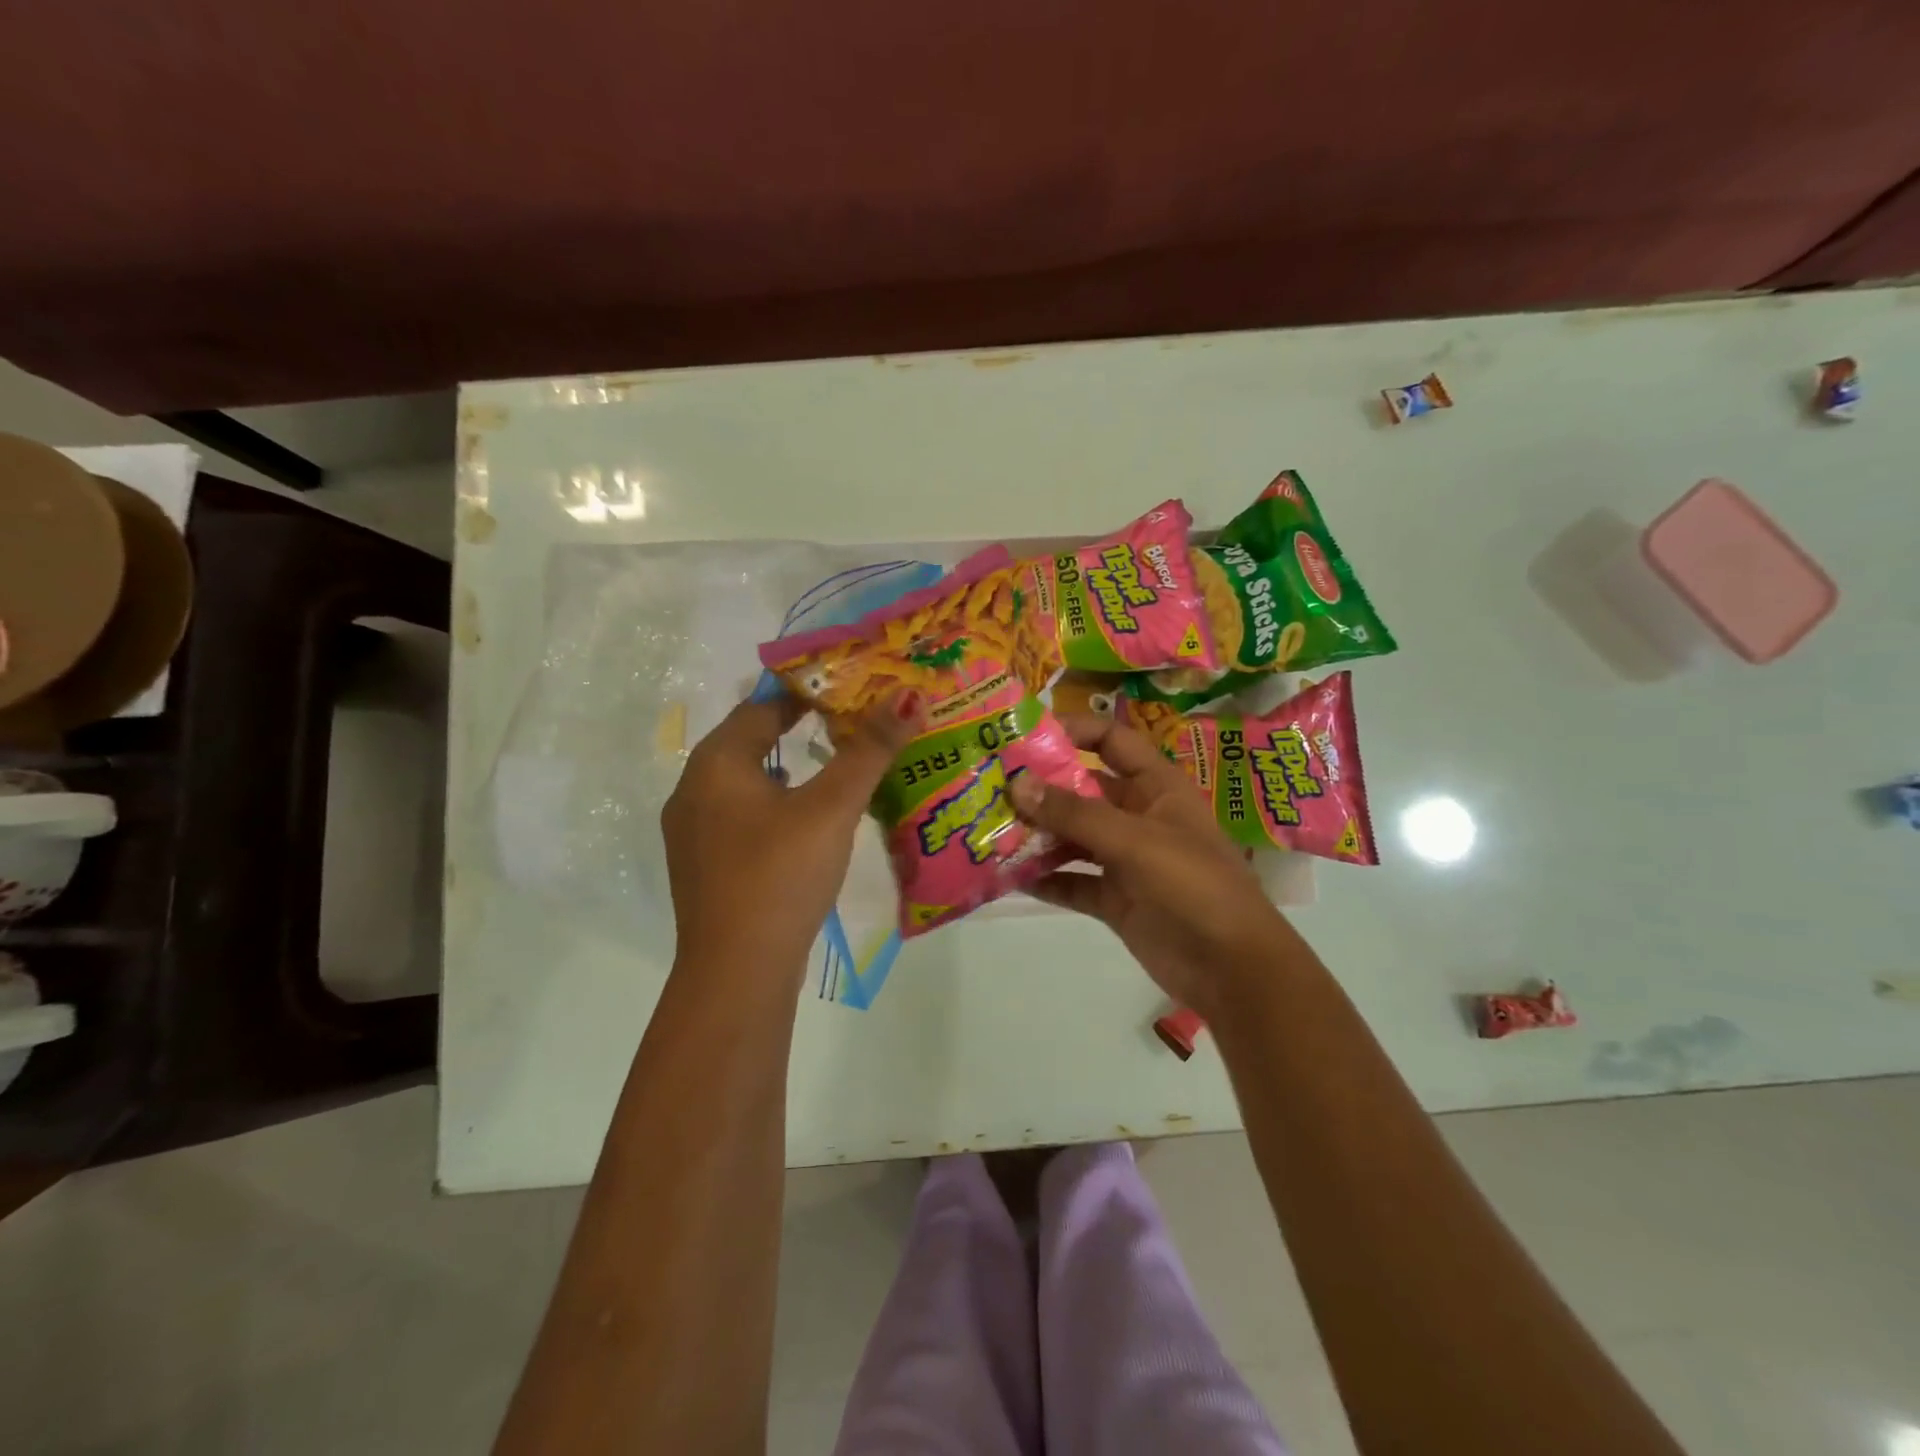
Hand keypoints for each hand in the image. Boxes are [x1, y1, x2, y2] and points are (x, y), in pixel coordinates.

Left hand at [663, 692, 919, 982]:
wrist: (736, 973)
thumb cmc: (780, 874)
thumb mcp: (831, 808)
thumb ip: (869, 751)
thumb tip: (909, 695)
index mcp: (715, 763)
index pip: (762, 706)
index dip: (807, 692)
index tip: (850, 687)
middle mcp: (694, 789)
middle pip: (751, 741)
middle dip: (800, 728)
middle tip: (852, 722)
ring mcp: (693, 832)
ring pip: (748, 782)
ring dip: (789, 769)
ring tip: (837, 766)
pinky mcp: (706, 867)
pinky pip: (744, 816)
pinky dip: (777, 804)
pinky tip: (807, 822)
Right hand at [1009, 713, 1290, 1015]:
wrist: (1233, 969)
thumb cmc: (1194, 885)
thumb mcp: (1135, 840)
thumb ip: (1075, 813)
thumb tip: (1017, 782)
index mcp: (1156, 787)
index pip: (1111, 742)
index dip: (1073, 731)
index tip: (1024, 736)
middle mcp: (1137, 816)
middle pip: (1082, 790)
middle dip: (1040, 788)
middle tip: (989, 785)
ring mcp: (1125, 860)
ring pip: (1072, 837)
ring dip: (1036, 835)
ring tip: (989, 831)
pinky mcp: (1115, 899)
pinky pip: (1072, 882)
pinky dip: (1044, 880)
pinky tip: (1008, 878)